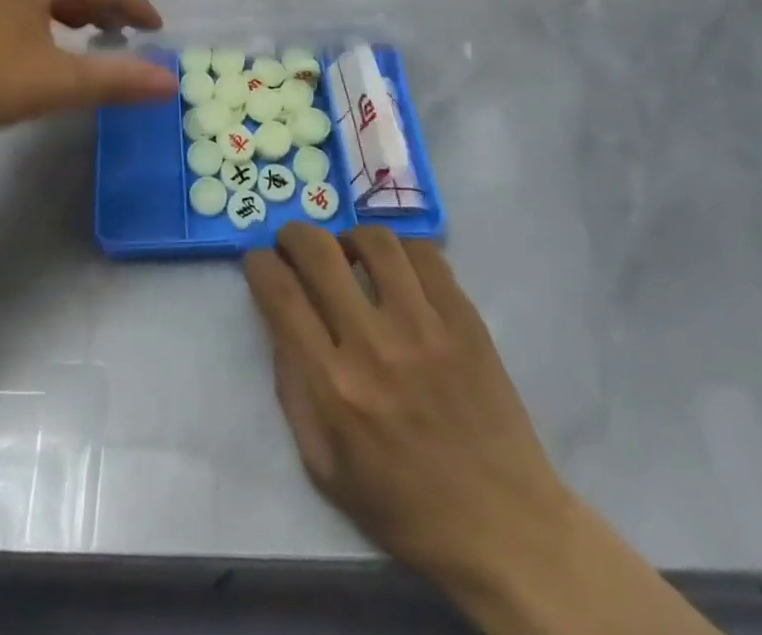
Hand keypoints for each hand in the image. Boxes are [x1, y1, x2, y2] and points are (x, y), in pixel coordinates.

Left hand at [0, 0, 176, 183]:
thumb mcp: (53, 82)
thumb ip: (115, 80)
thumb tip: (171, 82)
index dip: (134, 5)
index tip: (156, 28)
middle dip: (98, 2)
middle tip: (119, 29)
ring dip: (62, 5)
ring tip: (77, 31)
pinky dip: (29, 11)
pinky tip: (21, 38)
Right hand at [244, 225, 568, 604]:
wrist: (503, 526)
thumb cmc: (404, 506)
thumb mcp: (324, 466)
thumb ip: (293, 391)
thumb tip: (280, 324)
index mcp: (333, 387)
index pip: (280, 295)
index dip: (259, 265)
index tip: (258, 261)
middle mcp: (373, 345)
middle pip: (319, 252)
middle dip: (293, 235)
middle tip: (292, 243)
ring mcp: (424, 326)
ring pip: (374, 241)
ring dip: (349, 237)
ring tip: (349, 253)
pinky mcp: (464, 318)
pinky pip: (425, 255)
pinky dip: (400, 250)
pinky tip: (396, 267)